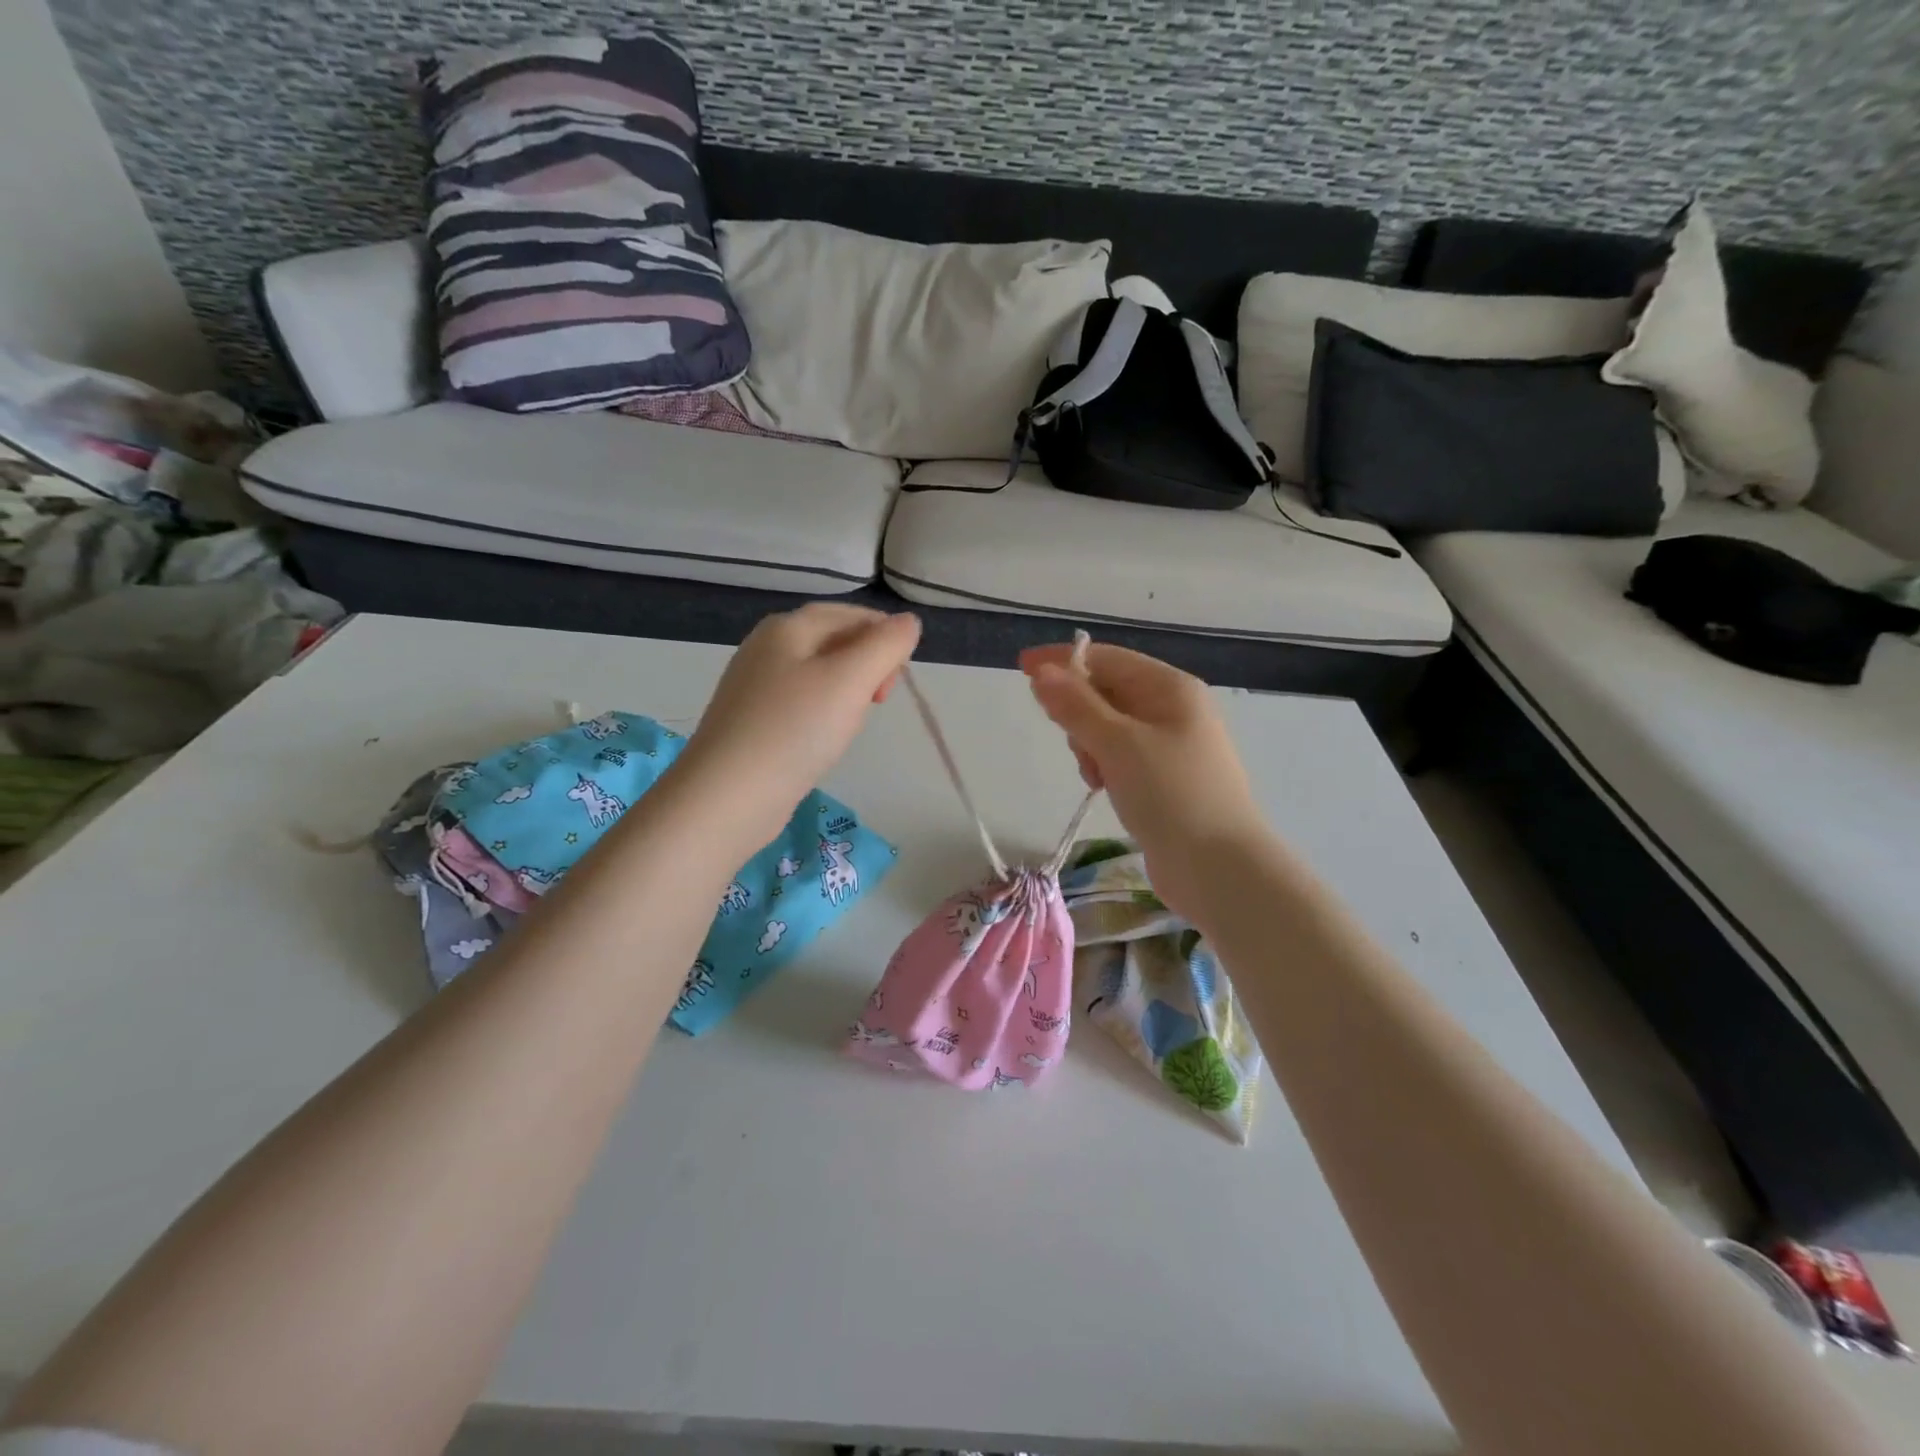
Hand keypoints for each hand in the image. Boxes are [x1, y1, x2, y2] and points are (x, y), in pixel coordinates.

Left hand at [674, 605, 921, 847]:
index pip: (849, 614)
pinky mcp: (751, 722)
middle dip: (867, 666)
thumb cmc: (794, 730)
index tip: (901, 675)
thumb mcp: (851, 680)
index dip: (884, 636)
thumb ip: (886, 645)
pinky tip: (824, 741)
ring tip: (853, 724)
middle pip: (833, 642)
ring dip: (847, 693)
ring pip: (819, 676)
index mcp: (787, 627)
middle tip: (880, 701)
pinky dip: (823, 716)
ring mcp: (754, 687)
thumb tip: (908, 622)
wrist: (727, 797)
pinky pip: (800, 705)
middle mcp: (766, 648)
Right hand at [1019, 642, 1272, 923]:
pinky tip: (1103, 787)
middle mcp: (1173, 709)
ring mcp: (1170, 745)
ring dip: (1090, 744)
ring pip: (1110, 727)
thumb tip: (1042, 672)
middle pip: (1108, 691)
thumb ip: (1076, 706)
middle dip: (1080, 713)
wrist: (1220, 869)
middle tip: (1077, 746)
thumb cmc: (1171, 795)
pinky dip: (1104, 765)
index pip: (1107, 659)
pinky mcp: (1164, 778)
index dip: (1063, 662)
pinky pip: (1120, 756)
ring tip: (1096, 775)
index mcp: (1171, 688)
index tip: (1021, 669)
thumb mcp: (1118, 744)